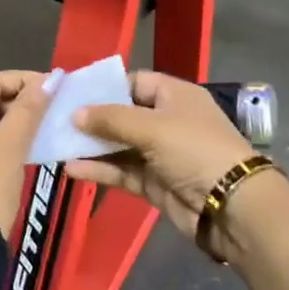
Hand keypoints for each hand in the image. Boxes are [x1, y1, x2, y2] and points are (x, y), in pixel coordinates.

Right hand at [65, 72, 255, 240]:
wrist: (231, 207)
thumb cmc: (194, 150)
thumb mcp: (152, 127)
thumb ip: (111, 119)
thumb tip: (75, 113)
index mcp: (174, 95)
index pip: (134, 82)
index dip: (105, 87)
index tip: (73, 95)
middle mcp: (167, 121)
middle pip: (123, 115)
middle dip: (92, 119)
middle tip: (57, 121)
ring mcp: (160, 154)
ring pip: (119, 145)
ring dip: (91, 147)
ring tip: (57, 145)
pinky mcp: (155, 183)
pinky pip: (122, 171)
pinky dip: (99, 170)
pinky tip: (72, 169)